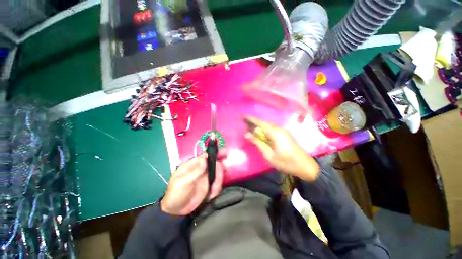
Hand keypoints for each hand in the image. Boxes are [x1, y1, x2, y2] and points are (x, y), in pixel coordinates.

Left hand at [160, 153, 224, 215]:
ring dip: (219, 181)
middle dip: (221, 166)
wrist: (176, 211)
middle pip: (215, 163)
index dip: (216, 153)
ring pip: (218, 174)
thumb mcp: (183, 182)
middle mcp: (202, 169)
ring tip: (212, 191)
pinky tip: (210, 196)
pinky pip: (217, 184)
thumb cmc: (176, 194)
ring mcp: (206, 177)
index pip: (206, 156)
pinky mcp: (209, 186)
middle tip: (227, 167)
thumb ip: (195, 171)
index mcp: (194, 164)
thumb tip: (204, 158)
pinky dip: (216, 189)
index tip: (225, 153)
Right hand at [244, 117, 319, 181]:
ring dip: (259, 127)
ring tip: (251, 130)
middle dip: (254, 123)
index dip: (251, 119)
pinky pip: (272, 130)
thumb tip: (247, 134)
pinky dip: (265, 131)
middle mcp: (279, 129)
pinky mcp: (285, 135)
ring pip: (268, 127)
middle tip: (245, 125)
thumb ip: (258, 143)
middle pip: (264, 124)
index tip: (243, 117)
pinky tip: (261, 135)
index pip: (260, 123)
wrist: (306, 166)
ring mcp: (283, 131)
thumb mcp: (269, 154)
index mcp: (275, 133)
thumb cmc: (286, 162)